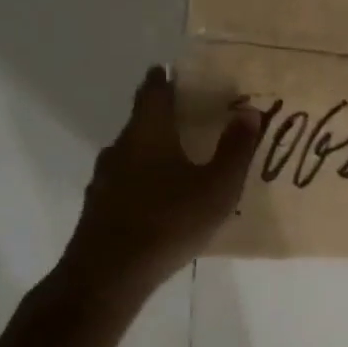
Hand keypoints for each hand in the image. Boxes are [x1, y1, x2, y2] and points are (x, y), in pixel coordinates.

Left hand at [60, 66, 262, 293]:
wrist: (108, 275)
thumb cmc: (169, 221)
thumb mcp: (217, 186)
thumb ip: (235, 148)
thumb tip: (249, 111)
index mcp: (148, 133)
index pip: (153, 92)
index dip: (163, 79)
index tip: (171, 71)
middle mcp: (121, 147)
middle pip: (140, 121)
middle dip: (162, 115)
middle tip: (188, 115)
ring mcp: (104, 179)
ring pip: (131, 153)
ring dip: (152, 149)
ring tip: (178, 157)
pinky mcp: (98, 208)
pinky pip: (125, 181)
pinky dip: (143, 179)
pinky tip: (159, 198)